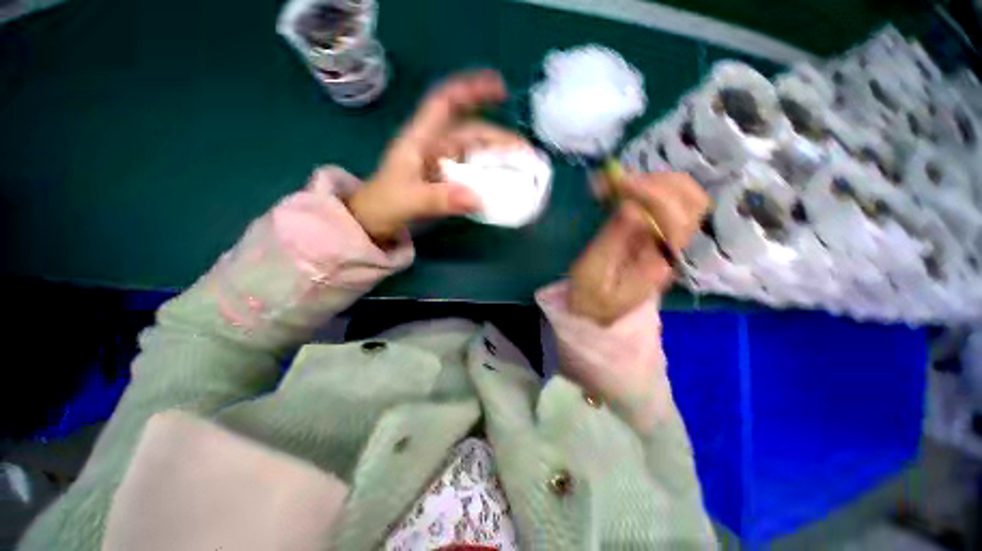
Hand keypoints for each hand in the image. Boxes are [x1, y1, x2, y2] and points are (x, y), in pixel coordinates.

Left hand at [347, 70, 529, 242]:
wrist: (374, 222)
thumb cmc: (383, 205)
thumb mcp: (409, 200)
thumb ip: (440, 199)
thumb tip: (478, 199)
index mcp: (421, 139)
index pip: (446, 102)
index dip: (472, 90)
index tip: (501, 89)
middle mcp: (435, 146)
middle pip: (471, 133)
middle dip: (499, 138)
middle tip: (526, 152)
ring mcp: (442, 165)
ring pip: (475, 154)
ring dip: (498, 158)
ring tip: (522, 168)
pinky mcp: (447, 181)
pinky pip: (472, 174)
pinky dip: (489, 177)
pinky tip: (502, 185)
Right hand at [568, 172, 708, 324]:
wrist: (599, 312)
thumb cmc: (591, 297)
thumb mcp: (592, 273)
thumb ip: (612, 240)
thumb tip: (632, 205)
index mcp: (659, 263)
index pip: (675, 219)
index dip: (651, 195)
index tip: (619, 184)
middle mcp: (674, 248)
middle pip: (693, 202)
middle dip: (658, 182)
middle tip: (622, 181)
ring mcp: (669, 240)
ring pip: (685, 197)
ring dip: (655, 181)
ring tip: (620, 183)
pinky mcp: (657, 235)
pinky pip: (666, 202)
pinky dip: (647, 187)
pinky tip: (622, 189)